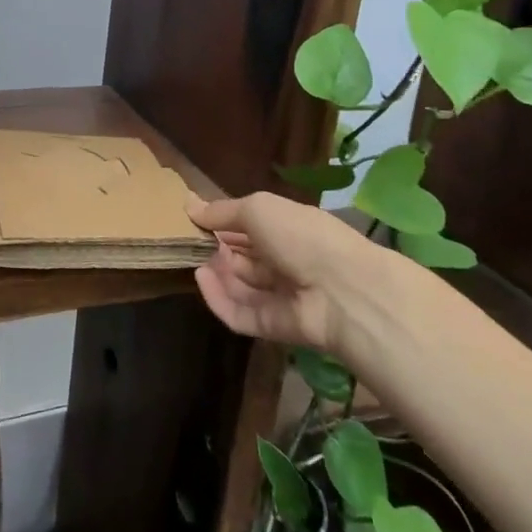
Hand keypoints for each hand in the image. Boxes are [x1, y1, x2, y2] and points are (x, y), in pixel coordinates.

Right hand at [187, 192, 384, 353]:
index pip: (251, 226)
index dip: (223, 223)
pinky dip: (219, 299)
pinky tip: (201, 280)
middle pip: (244, 257)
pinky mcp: (272, 326)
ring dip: (217, 272)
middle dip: (217, 248)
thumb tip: (189, 205)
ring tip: (195, 259)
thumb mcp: (258, 209)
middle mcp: (286, 261)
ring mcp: (280, 296)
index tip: (194, 218)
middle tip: (190, 240)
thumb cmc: (301, 236)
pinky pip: (239, 314)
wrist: (343, 291)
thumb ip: (222, 211)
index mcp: (288, 229)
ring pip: (240, 285)